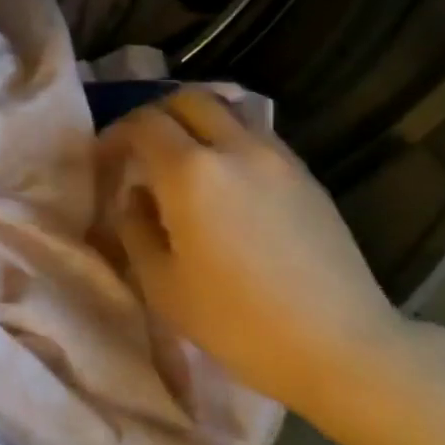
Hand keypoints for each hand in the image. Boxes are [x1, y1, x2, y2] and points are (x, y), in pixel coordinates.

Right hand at [98, 90, 415, 417]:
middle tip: (142, 149)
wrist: (338, 344)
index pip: (144, 124)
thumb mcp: (163, 286)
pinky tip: (228, 183)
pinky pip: (259, 136)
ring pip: (230, 111)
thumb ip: (136, 231)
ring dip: (198, 123)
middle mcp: (236, 148)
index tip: (106, 158)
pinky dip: (231, 141)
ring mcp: (278, 157)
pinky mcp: (307, 175)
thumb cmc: (237, 323)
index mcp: (191, 173)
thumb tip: (136, 197)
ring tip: (186, 161)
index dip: (117, 134)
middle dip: (157, 115)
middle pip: (190, 100)